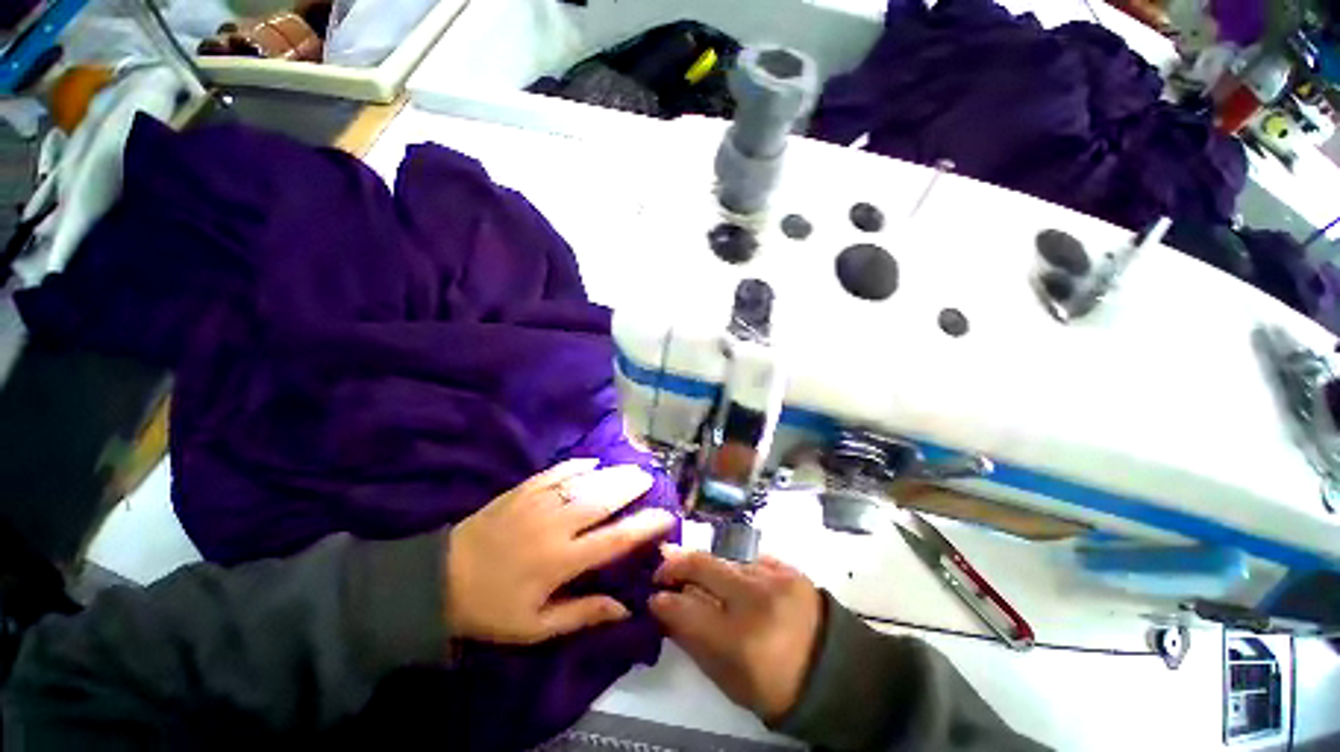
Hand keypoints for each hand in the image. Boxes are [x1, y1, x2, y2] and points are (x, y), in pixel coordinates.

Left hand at [446, 458, 675, 643]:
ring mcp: (538, 502)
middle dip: (631, 487)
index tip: (666, 517)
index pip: (615, 539)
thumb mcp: (535, 627)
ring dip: (612, 473)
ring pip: (585, 481)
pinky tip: (592, 462)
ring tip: (631, 468)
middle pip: (604, 499)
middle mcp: (556, 525)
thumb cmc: (492, 608)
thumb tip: (625, 608)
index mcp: (561, 561)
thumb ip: (582, 614)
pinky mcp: (522, 489)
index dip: (645, 526)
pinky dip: (578, 465)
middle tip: (649, 479)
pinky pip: (557, 470)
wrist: (439, 580)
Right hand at [649, 546, 822, 722]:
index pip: (685, 608)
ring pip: (723, 558)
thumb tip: (666, 610)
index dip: (662, 600)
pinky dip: (734, 567)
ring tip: (696, 573)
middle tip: (662, 569)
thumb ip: (694, 641)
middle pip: (701, 565)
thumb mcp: (729, 680)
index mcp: (738, 640)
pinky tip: (732, 578)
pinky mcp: (787, 567)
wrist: (836, 673)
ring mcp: (772, 577)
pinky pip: (748, 559)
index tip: (653, 597)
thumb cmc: (777, 688)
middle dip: (675, 563)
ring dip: (705, 566)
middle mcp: (754, 599)